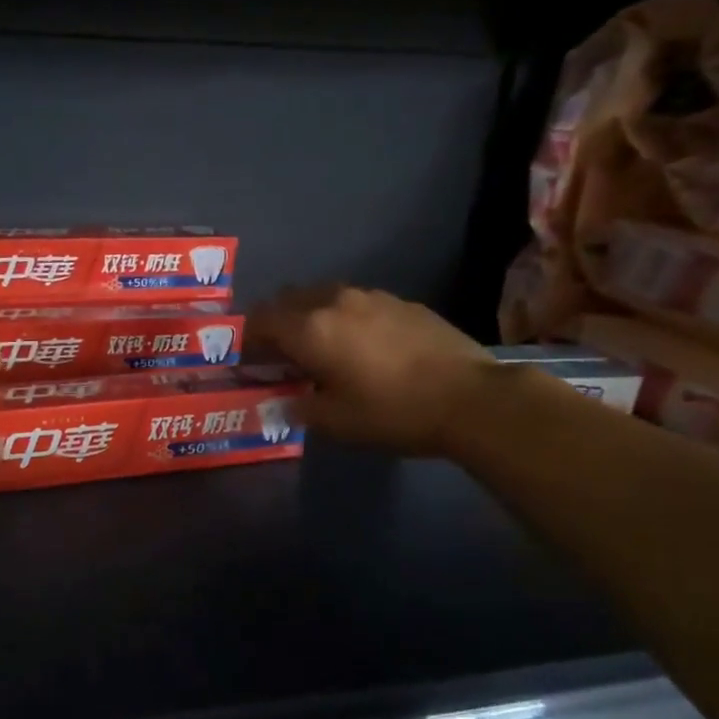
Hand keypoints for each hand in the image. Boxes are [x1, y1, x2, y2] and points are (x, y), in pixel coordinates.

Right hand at [247, 284, 493, 454]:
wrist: (470, 398)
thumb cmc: (392, 411)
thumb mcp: (336, 422)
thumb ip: (299, 408)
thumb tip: (282, 401)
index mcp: (310, 328)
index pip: (261, 320)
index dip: (247, 338)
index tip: (248, 360)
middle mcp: (334, 301)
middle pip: (288, 300)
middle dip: (276, 323)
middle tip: (279, 353)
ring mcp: (371, 296)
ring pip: (323, 296)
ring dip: (310, 316)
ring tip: (320, 347)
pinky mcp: (401, 302)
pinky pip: (356, 302)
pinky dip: (344, 317)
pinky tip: (361, 345)